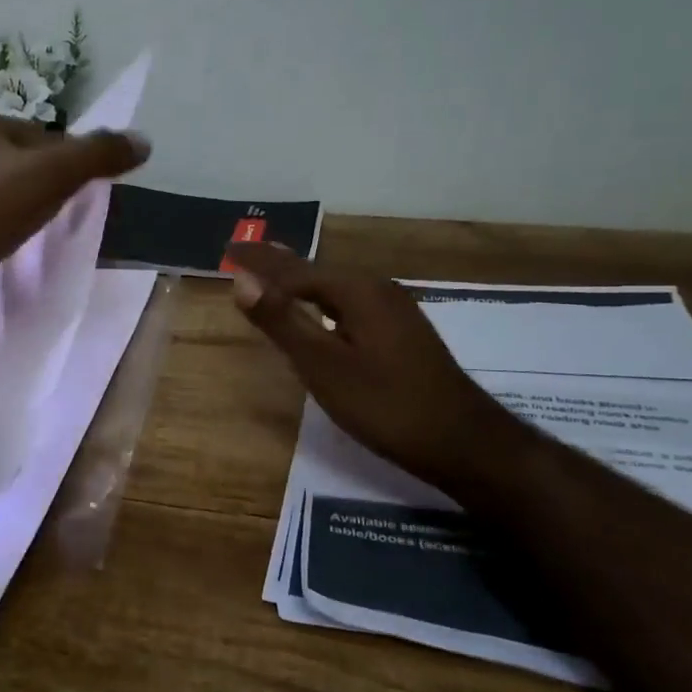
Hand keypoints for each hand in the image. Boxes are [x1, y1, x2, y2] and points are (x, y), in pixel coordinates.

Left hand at [0, 111, 149, 321]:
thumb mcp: (51, 175)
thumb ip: (98, 155)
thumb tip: (144, 141)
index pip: (43, 135)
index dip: (71, 161)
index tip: (81, 193)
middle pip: (20, 163)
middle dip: (44, 188)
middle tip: (61, 217)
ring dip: (21, 211)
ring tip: (33, 237)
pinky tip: (2, 251)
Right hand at [225, 242, 519, 487]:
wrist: (463, 442)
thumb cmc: (386, 404)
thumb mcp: (324, 365)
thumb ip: (283, 321)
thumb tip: (242, 281)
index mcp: (356, 291)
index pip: (293, 269)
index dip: (258, 260)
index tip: (228, 250)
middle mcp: (376, 290)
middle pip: (315, 272)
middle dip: (278, 264)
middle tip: (245, 253)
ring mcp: (394, 311)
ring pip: (334, 288)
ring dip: (300, 281)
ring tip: (273, 275)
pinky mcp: (401, 333)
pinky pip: (349, 303)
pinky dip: (322, 300)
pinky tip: (321, 311)